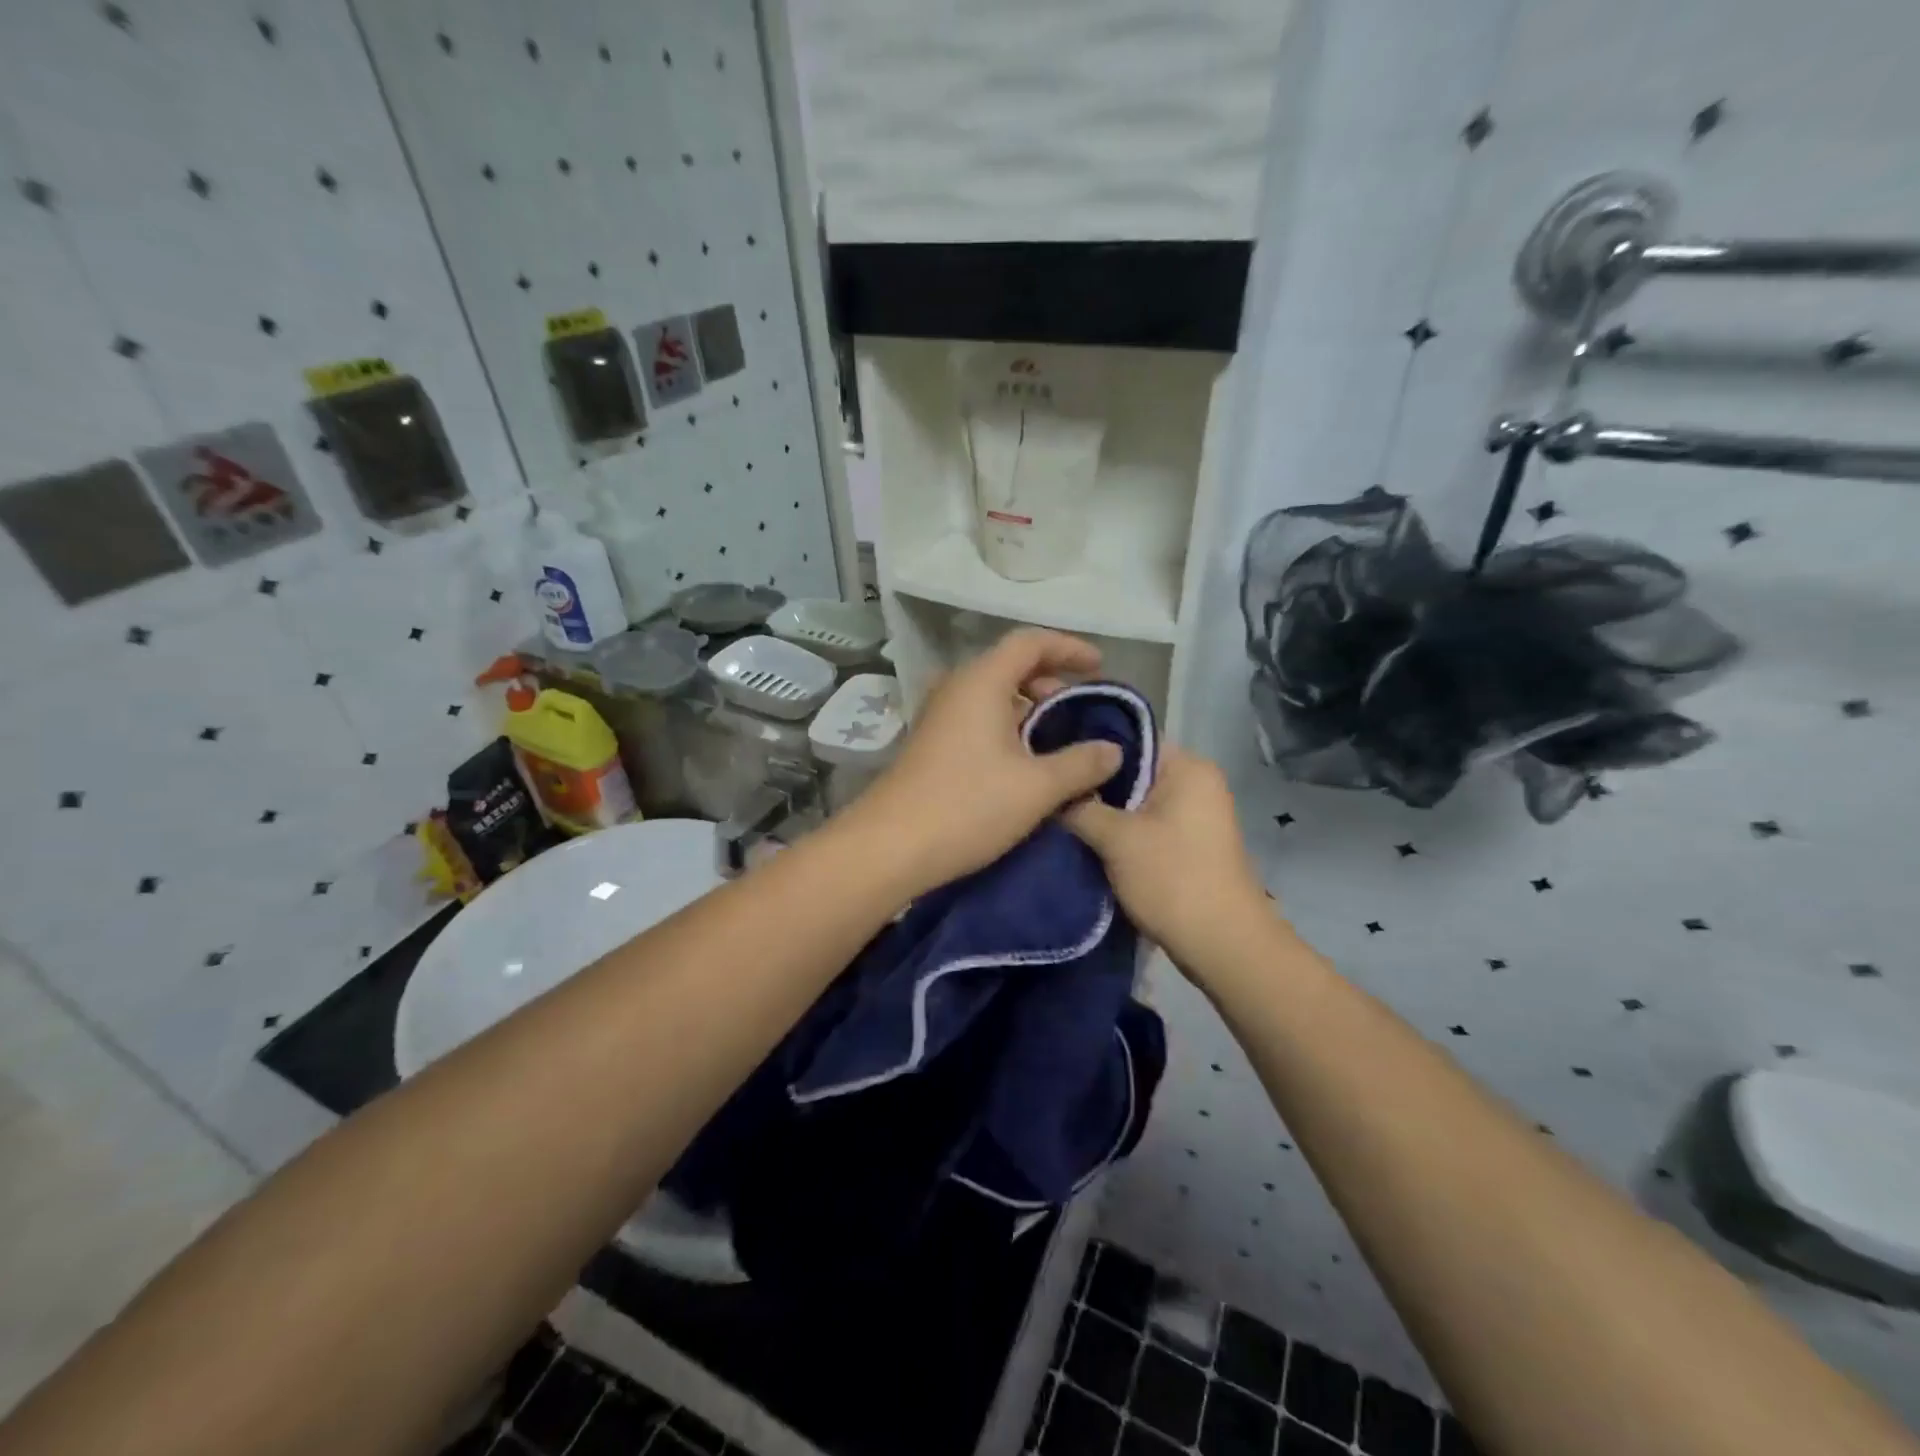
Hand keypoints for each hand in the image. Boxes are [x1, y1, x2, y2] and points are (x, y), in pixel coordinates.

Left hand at [848, 629, 1123, 894]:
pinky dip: (1007, 728)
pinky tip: (1024, 763)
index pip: (1030, 642)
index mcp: (981, 682)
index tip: (1100, 667)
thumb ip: (1082, 763)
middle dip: (1051, 682)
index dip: (1069, 648)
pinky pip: (977, 719)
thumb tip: (1113, 750)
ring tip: (1059, 739)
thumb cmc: (967, 806)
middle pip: (1010, 666)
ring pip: (992, 696)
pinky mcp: (931, 744)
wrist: (890, 848)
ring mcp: (938, 716)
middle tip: (1082, 710)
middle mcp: (956, 689)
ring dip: (1029, 709)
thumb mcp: (1037, 787)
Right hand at [1061, 746, 1272, 968]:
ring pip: (1136, 803)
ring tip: (1060, 818)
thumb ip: (1080, 807)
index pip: (1128, 741)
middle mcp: (1196, 783)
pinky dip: (1120, 834)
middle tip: (1049, 794)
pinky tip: (1087, 842)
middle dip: (1092, 787)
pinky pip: (1146, 826)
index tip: (1052, 763)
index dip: (1087, 751)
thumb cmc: (1172, 878)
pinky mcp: (1189, 844)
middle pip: (1131, 772)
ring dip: (1104, 813)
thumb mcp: (1116, 838)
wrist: (1222, 945)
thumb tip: (1051, 794)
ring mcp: (1195, 815)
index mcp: (1187, 767)